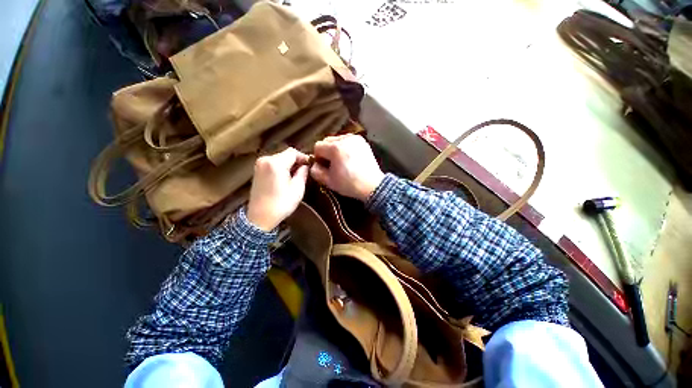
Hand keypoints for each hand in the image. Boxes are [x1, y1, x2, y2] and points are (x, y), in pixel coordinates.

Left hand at [247, 148, 309, 230]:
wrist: (260, 218)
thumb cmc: (281, 204)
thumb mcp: (297, 189)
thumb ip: (303, 173)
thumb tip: (305, 166)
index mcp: (275, 163)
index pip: (293, 152)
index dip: (303, 157)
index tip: (310, 166)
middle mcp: (265, 160)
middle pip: (285, 154)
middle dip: (296, 161)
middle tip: (305, 171)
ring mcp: (259, 165)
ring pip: (279, 159)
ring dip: (289, 164)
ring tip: (297, 175)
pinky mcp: (257, 171)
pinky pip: (272, 164)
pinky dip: (281, 167)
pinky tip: (286, 177)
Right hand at [310, 134, 384, 201]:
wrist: (372, 185)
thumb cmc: (349, 184)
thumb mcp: (328, 181)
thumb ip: (316, 171)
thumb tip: (314, 164)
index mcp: (335, 148)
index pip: (317, 146)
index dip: (318, 157)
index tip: (324, 166)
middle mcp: (345, 139)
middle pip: (327, 140)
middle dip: (327, 151)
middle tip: (332, 164)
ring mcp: (355, 138)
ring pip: (337, 139)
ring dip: (335, 148)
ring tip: (342, 161)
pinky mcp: (362, 141)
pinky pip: (348, 141)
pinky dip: (345, 147)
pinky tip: (349, 158)